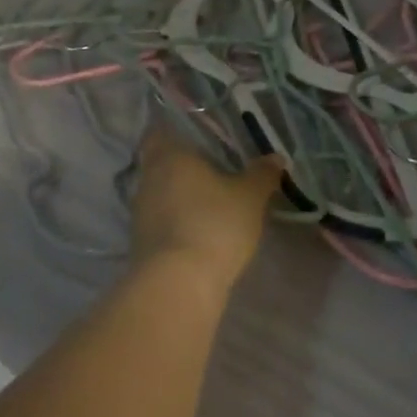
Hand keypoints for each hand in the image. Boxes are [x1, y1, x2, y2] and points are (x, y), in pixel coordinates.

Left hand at [129, 122, 283, 296]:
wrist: (178, 286)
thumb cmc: (213, 224)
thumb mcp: (249, 197)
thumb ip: (262, 174)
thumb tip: (276, 157)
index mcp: (168, 155)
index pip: (159, 131)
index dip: (173, 129)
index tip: (195, 134)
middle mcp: (147, 178)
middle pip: (159, 162)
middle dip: (181, 165)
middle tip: (211, 167)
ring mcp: (139, 213)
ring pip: (159, 193)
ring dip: (178, 195)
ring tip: (208, 200)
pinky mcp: (140, 245)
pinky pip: (160, 221)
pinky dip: (176, 221)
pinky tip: (198, 229)